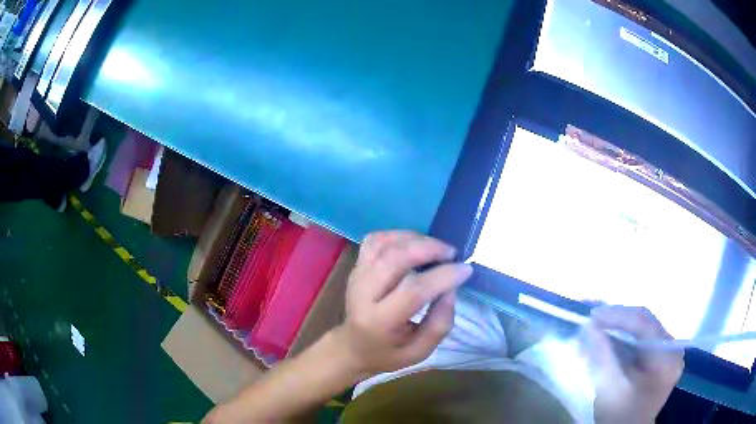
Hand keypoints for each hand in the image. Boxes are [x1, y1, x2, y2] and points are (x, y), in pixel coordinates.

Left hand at [332, 231, 472, 376]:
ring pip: (384, 243)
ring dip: (415, 239)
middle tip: (451, 253)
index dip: (443, 276)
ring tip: (436, 248)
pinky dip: (397, 235)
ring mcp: (356, 276)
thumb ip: (440, 324)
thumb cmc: (389, 352)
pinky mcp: (356, 266)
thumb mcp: (420, 351)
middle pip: (395, 258)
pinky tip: (414, 244)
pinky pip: (375, 240)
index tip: (465, 269)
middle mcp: (363, 294)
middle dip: (429, 249)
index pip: (413, 290)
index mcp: (379, 321)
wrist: (352, 347)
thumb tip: (451, 288)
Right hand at [583, 306, 683, 423]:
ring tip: (598, 328)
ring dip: (620, 329)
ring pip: (643, 331)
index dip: (618, 315)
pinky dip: (624, 340)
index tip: (593, 316)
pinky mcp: (660, 360)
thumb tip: (589, 326)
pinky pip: (642, 342)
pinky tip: (609, 341)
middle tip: (594, 321)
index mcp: (667, 355)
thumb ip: (602, 355)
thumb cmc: (620, 416)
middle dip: (618, 321)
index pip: (645, 323)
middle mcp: (673, 348)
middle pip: (645, 324)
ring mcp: (668, 354)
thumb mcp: (609, 388)